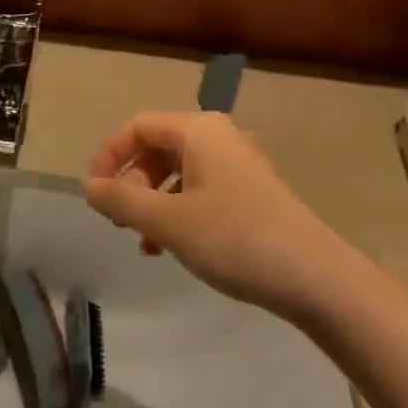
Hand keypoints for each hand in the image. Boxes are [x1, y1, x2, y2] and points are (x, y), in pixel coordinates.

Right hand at [84, 112, 350, 315]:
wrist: (319, 280)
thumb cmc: (236, 238)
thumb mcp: (167, 220)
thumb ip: (121, 200)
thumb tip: (88, 186)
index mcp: (198, 130)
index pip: (137, 126)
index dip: (108, 155)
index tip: (94, 193)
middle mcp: (218, 138)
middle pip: (156, 148)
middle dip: (131, 182)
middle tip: (120, 219)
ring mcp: (238, 166)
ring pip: (176, 173)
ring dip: (151, 202)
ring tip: (143, 240)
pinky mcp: (251, 194)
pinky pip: (199, 191)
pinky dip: (177, 212)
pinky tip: (170, 247)